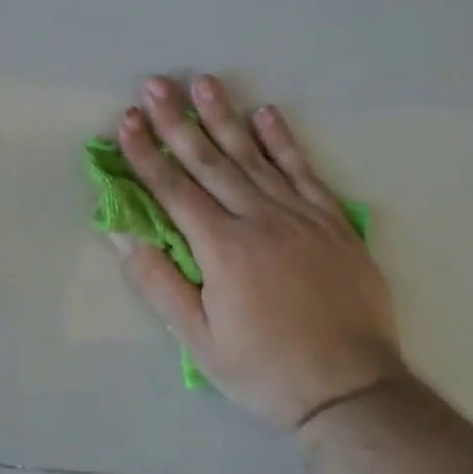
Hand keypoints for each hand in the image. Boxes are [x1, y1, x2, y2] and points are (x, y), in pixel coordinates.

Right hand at [111, 74, 404, 432]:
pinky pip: (304, 171)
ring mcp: (301, 216)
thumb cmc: (265, 369)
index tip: (127, 119)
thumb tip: (120, 234)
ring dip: (224, 117)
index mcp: (223, 249)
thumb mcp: (199, 341)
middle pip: (209, 161)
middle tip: (156, 83)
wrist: (352, 391)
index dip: (146, 153)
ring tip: (204, 82)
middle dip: (177, 121)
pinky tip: (266, 113)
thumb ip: (159, 283)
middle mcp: (260, 220)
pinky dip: (283, 141)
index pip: (173, 189)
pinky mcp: (333, 222)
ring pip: (254, 156)